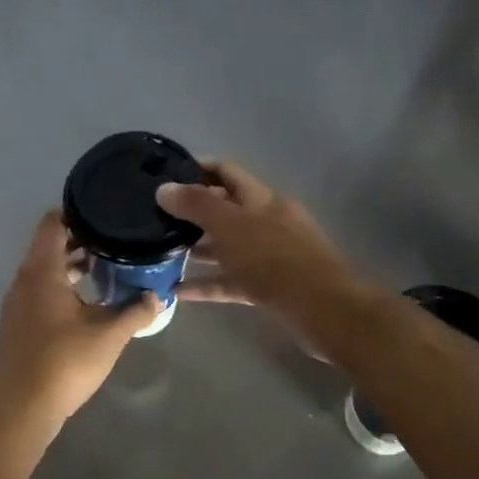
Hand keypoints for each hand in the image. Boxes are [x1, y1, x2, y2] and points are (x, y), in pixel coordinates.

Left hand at [0, 211, 161, 424]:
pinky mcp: (20, 325)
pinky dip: (64, 287)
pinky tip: (90, 302)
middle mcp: (26, 280)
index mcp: (43, 271)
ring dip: (74, 267)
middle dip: (82, 241)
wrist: (20, 407)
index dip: (76, 212)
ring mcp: (19, 304)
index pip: (53, 224)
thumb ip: (135, 311)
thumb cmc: (64, 361)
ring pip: (47, 271)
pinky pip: (43, 292)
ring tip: (109, 267)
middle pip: (50, 246)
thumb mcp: (109, 334)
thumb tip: (157, 296)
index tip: (105, 212)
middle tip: (116, 239)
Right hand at [156, 161, 366, 333]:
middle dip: (193, 213)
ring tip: (162, 253)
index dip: (197, 169)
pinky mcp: (268, 287)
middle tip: (156, 219)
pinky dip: (207, 284)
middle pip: (226, 210)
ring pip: (227, 247)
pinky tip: (179, 291)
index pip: (226, 172)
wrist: (322, 309)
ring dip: (198, 248)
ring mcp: (269, 256)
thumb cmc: (274, 259)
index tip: (165, 176)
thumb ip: (196, 205)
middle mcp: (266, 222)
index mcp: (261, 198)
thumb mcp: (230, 226)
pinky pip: (231, 280)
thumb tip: (164, 188)